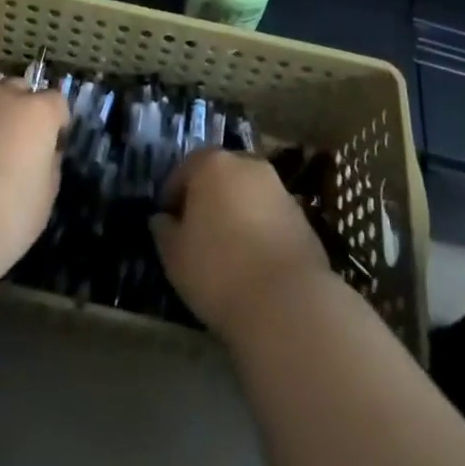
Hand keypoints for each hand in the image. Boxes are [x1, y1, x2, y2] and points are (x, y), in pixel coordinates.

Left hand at [0, 80, 67, 276]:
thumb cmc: (8, 213)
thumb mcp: (45, 196)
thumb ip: (47, 165)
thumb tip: (41, 155)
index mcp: (37, 111)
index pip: (56, 102)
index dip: (57, 123)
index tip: (53, 147)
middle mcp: (2, 97)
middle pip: (18, 89)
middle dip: (22, 108)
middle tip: (18, 143)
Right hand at [151, 149, 331, 337]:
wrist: (287, 301)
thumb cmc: (218, 270)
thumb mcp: (174, 255)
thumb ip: (163, 230)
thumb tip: (162, 219)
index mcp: (212, 163)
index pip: (184, 170)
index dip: (172, 196)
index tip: (168, 223)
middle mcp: (247, 164)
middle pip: (219, 176)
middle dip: (207, 198)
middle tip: (196, 232)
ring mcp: (278, 188)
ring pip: (246, 194)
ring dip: (235, 212)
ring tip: (227, 249)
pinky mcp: (302, 215)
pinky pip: (269, 215)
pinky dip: (259, 228)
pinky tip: (253, 261)